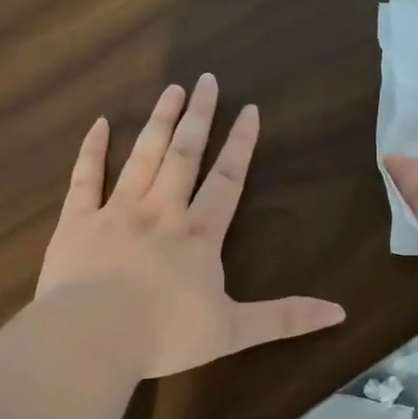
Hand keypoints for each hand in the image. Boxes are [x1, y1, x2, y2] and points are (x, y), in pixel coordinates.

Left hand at [38, 73, 346, 377]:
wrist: (92, 339)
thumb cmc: (165, 335)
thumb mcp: (234, 331)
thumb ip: (285, 319)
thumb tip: (340, 313)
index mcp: (199, 234)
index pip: (226, 179)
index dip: (240, 144)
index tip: (249, 109)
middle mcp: (161, 211)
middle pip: (184, 154)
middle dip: (198, 116)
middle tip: (206, 79)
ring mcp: (116, 212)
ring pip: (141, 156)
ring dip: (158, 121)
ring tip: (170, 89)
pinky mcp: (77, 222)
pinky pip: (84, 178)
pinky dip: (91, 150)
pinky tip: (98, 124)